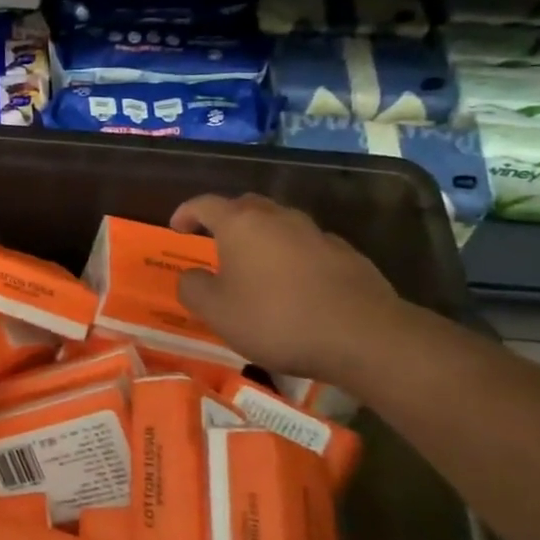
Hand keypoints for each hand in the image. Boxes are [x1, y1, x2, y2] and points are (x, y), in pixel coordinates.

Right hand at [171, 193, 404, 384]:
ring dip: (262, 237)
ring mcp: (316, 233)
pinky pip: (307, 246)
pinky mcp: (346, 254)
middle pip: (245, 206)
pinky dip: (292, 256)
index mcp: (241, 224)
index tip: (177, 227)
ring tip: (255, 265)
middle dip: (226, 219)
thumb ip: (193, 288)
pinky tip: (294, 284)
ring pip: (280, 224)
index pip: (205, 204)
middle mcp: (278, 218)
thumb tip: (191, 275)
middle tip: (214, 240)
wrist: (362, 335)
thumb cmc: (276, 319)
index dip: (187, 212)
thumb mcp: (217, 312)